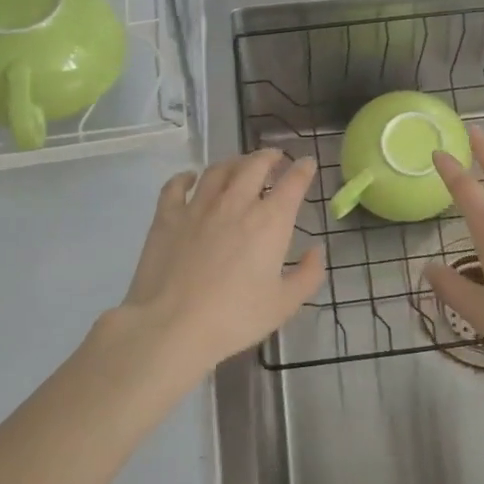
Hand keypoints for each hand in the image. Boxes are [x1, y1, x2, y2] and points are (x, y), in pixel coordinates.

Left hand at [117, 150, 324, 371]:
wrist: (172, 326)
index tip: (307, 163)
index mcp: (270, 221)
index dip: (303, 169)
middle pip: (255, 165)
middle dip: (269, 157)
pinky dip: (185, 177)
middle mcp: (236, 203)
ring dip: (234, 162)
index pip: (293, 182)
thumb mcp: (284, 304)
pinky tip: (189, 178)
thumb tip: (316, 250)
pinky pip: (176, 186)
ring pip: (219, 170)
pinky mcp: (167, 216)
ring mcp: (198, 206)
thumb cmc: (234, 318)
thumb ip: (308, 275)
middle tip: (275, 158)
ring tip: (239, 165)